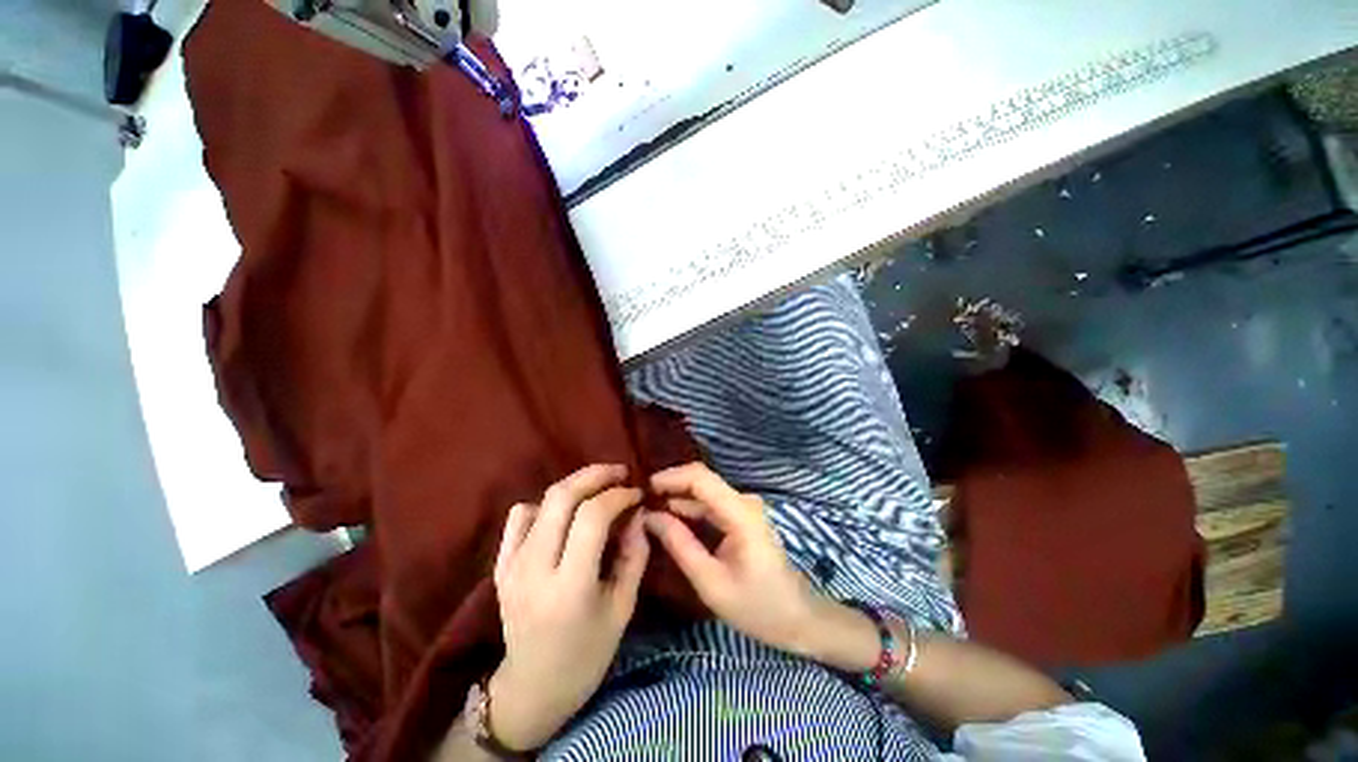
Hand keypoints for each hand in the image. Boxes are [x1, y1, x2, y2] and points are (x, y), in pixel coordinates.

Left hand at [489, 464, 649, 750]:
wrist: (532, 689)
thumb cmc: (587, 654)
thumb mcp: (623, 607)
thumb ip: (634, 554)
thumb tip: (638, 512)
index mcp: (569, 587)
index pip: (592, 516)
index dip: (618, 495)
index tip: (636, 494)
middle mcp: (534, 570)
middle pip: (561, 496)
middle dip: (595, 475)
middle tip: (619, 473)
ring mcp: (511, 566)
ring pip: (541, 500)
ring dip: (574, 487)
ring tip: (598, 491)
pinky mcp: (500, 566)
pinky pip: (520, 516)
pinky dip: (545, 505)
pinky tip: (563, 517)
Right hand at [642, 463, 840, 658]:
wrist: (798, 618)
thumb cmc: (758, 606)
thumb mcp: (711, 582)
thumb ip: (680, 545)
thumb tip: (650, 517)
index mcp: (740, 513)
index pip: (701, 477)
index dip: (671, 477)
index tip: (643, 489)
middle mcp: (743, 501)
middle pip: (701, 480)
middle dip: (670, 486)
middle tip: (640, 502)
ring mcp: (744, 507)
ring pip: (704, 492)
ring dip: (677, 498)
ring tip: (648, 510)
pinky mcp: (742, 517)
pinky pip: (711, 505)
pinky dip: (689, 509)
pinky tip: (670, 520)